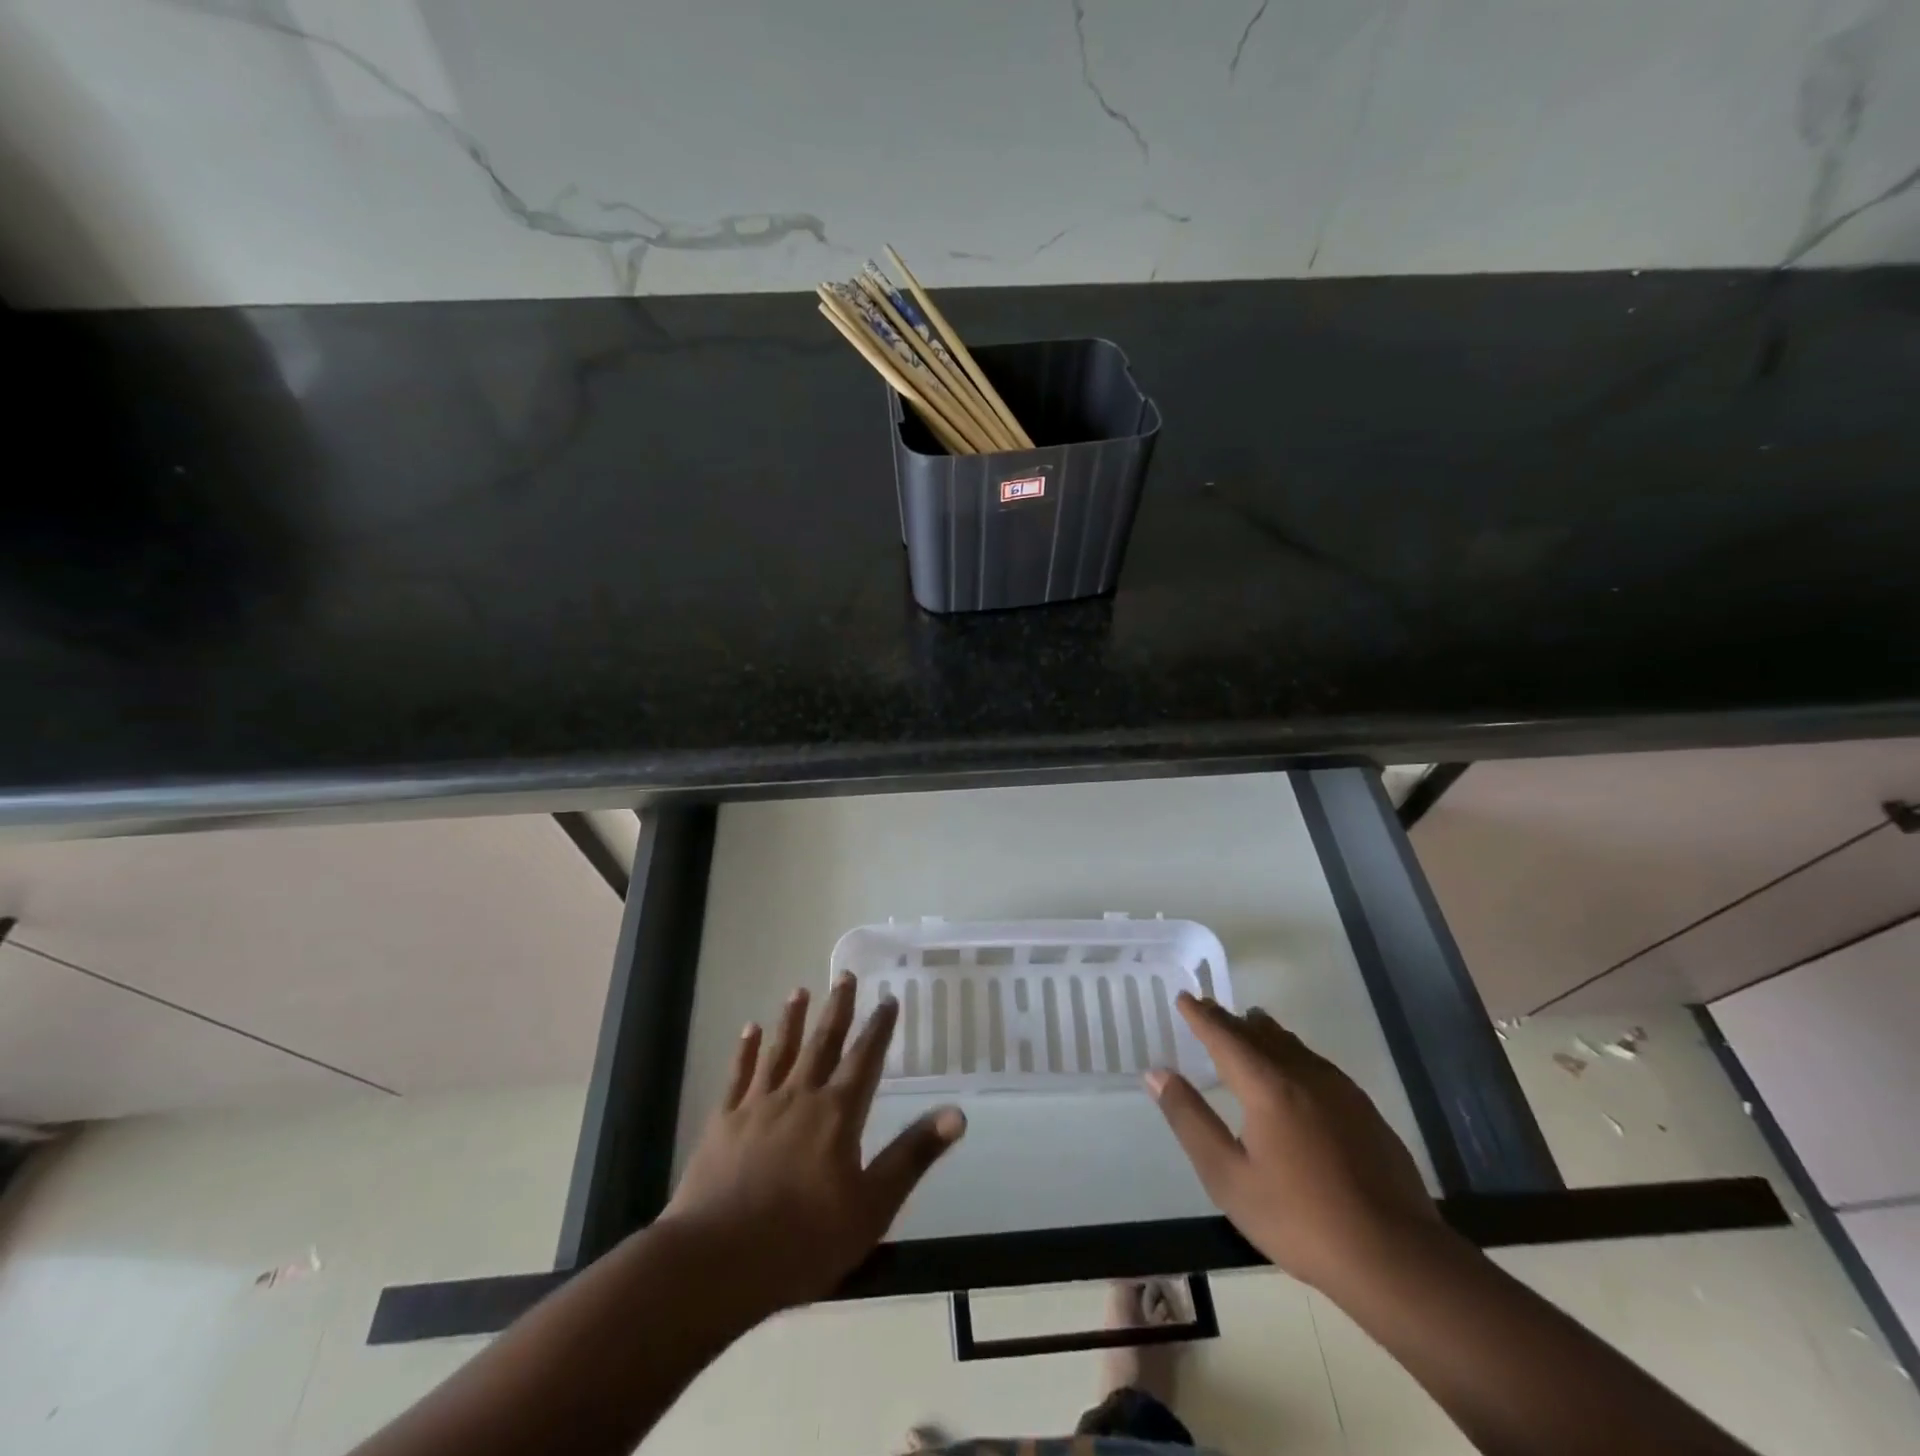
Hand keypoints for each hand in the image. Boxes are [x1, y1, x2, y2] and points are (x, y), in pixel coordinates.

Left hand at [663, 973, 965, 1316]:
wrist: (717, 1262)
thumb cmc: (803, 1240)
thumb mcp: (872, 1206)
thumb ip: (912, 1155)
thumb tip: (957, 1113)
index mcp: (837, 1114)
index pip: (865, 1059)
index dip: (878, 1028)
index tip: (888, 999)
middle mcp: (799, 1097)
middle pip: (822, 1043)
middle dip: (837, 1009)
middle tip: (844, 976)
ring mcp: (757, 1106)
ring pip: (780, 1051)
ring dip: (791, 1020)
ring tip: (799, 991)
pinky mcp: (723, 1122)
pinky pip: (737, 1076)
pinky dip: (745, 1051)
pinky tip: (749, 1030)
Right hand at [1146, 993, 1443, 1290]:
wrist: (1397, 1259)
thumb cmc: (1301, 1220)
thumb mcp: (1229, 1178)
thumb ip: (1190, 1121)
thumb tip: (1158, 1074)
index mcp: (1267, 1087)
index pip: (1225, 1037)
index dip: (1201, 1016)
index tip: (1184, 998)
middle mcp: (1303, 1075)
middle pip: (1259, 1034)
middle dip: (1229, 1020)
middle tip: (1208, 1008)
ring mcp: (1340, 1091)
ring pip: (1292, 1045)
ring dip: (1264, 1032)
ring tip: (1249, 1024)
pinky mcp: (1364, 1111)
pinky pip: (1316, 1064)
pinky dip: (1292, 1053)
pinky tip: (1296, 1069)